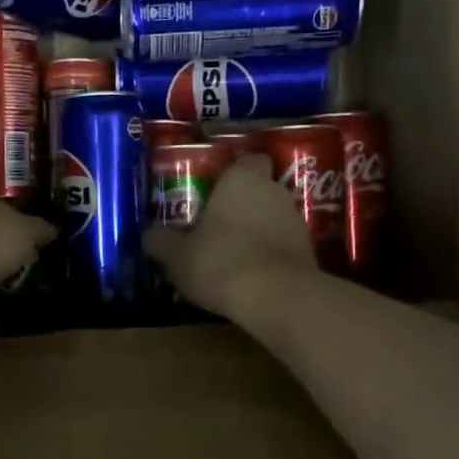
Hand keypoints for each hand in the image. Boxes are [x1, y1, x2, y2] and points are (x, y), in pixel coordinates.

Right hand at [144, 154, 319, 319]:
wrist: (276, 298)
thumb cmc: (220, 260)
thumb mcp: (176, 254)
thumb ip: (161, 241)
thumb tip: (150, 235)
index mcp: (242, 180)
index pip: (248, 160)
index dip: (235, 172)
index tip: (216, 189)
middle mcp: (275, 192)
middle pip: (260, 190)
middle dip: (242, 206)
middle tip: (216, 225)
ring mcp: (297, 222)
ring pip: (273, 219)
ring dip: (257, 232)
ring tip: (231, 256)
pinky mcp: (309, 253)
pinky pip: (283, 247)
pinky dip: (269, 257)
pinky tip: (250, 277)